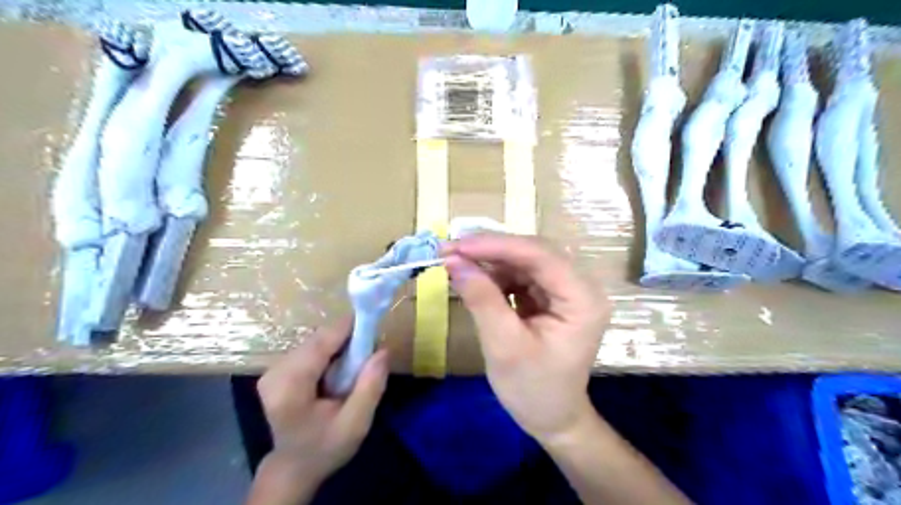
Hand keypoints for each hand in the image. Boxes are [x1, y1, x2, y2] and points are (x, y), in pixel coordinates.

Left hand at [257, 318, 391, 486]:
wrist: (293, 467)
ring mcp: (273, 369)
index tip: (374, 323)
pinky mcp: (277, 369)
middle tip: (370, 351)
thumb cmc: (325, 447)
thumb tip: (383, 350)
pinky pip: (310, 348)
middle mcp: (275, 371)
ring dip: (339, 346)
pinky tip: (338, 370)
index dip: (348, 328)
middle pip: (318, 339)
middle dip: (347, 339)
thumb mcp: (356, 424)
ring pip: (315, 341)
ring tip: (356, 364)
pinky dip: (329, 352)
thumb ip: (370, 387)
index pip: (321, 343)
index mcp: (290, 386)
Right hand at [440, 235, 607, 444]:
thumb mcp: (503, 347)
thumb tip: (453, 261)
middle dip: (491, 249)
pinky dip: (495, 274)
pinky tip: (475, 279)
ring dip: (490, 260)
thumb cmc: (533, 390)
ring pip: (524, 259)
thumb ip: (481, 300)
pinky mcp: (551, 295)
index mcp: (583, 299)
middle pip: (534, 252)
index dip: (497, 245)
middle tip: (450, 250)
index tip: (456, 245)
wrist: (552, 418)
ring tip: (456, 263)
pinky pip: (521, 273)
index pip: (541, 256)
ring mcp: (566, 289)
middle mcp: (580, 286)